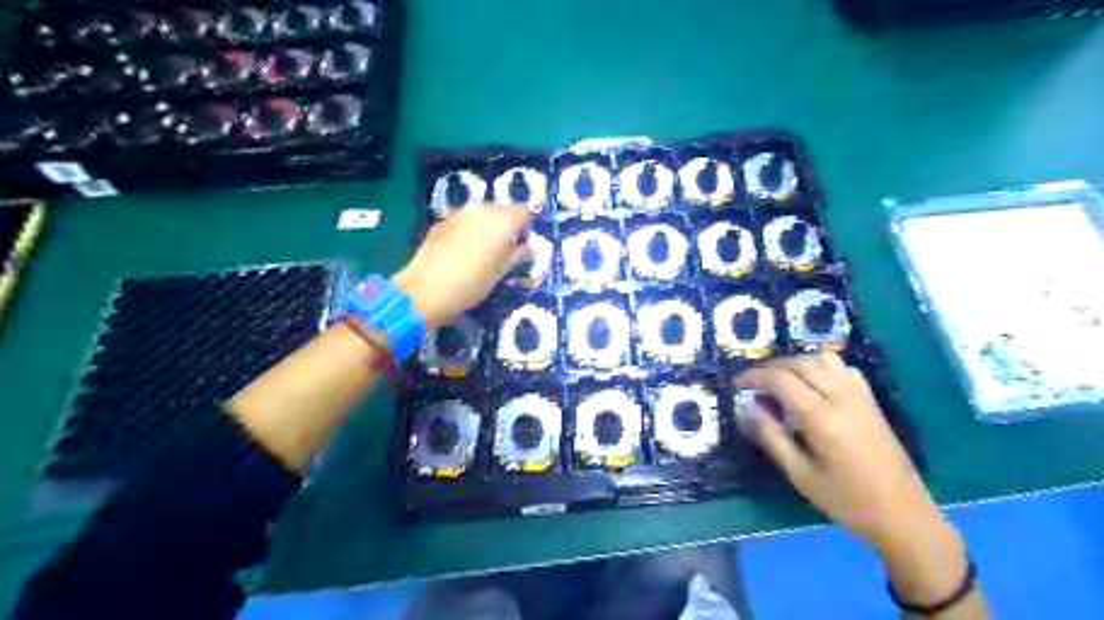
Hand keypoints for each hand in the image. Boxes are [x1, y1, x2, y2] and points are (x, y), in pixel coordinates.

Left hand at [396, 201, 533, 328]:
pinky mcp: (442, 220)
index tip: (520, 243)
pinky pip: (464, 221)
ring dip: (485, 227)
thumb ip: (515, 255)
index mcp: (503, 221)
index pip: (524, 211)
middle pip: (502, 209)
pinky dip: (467, 230)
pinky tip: (461, 251)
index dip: (524, 226)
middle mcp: (483, 210)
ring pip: (482, 214)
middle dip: (504, 225)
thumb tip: (524, 247)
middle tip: (502, 249)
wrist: (426, 289)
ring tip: (481, 250)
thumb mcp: (500, 273)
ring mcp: (460, 213)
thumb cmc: (472, 284)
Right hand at [735, 353, 944, 546]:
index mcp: (822, 418)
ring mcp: (860, 396)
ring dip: (796, 363)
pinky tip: (812, 384)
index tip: (737, 384)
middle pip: (800, 363)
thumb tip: (747, 408)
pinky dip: (820, 366)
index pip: (781, 380)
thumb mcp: (799, 474)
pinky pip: (842, 368)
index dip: (754, 377)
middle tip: (754, 383)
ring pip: (822, 359)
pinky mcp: (871, 400)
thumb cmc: (846, 500)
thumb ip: (771, 437)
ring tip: (780, 381)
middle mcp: (842, 397)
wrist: (903, 515)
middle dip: (772, 367)